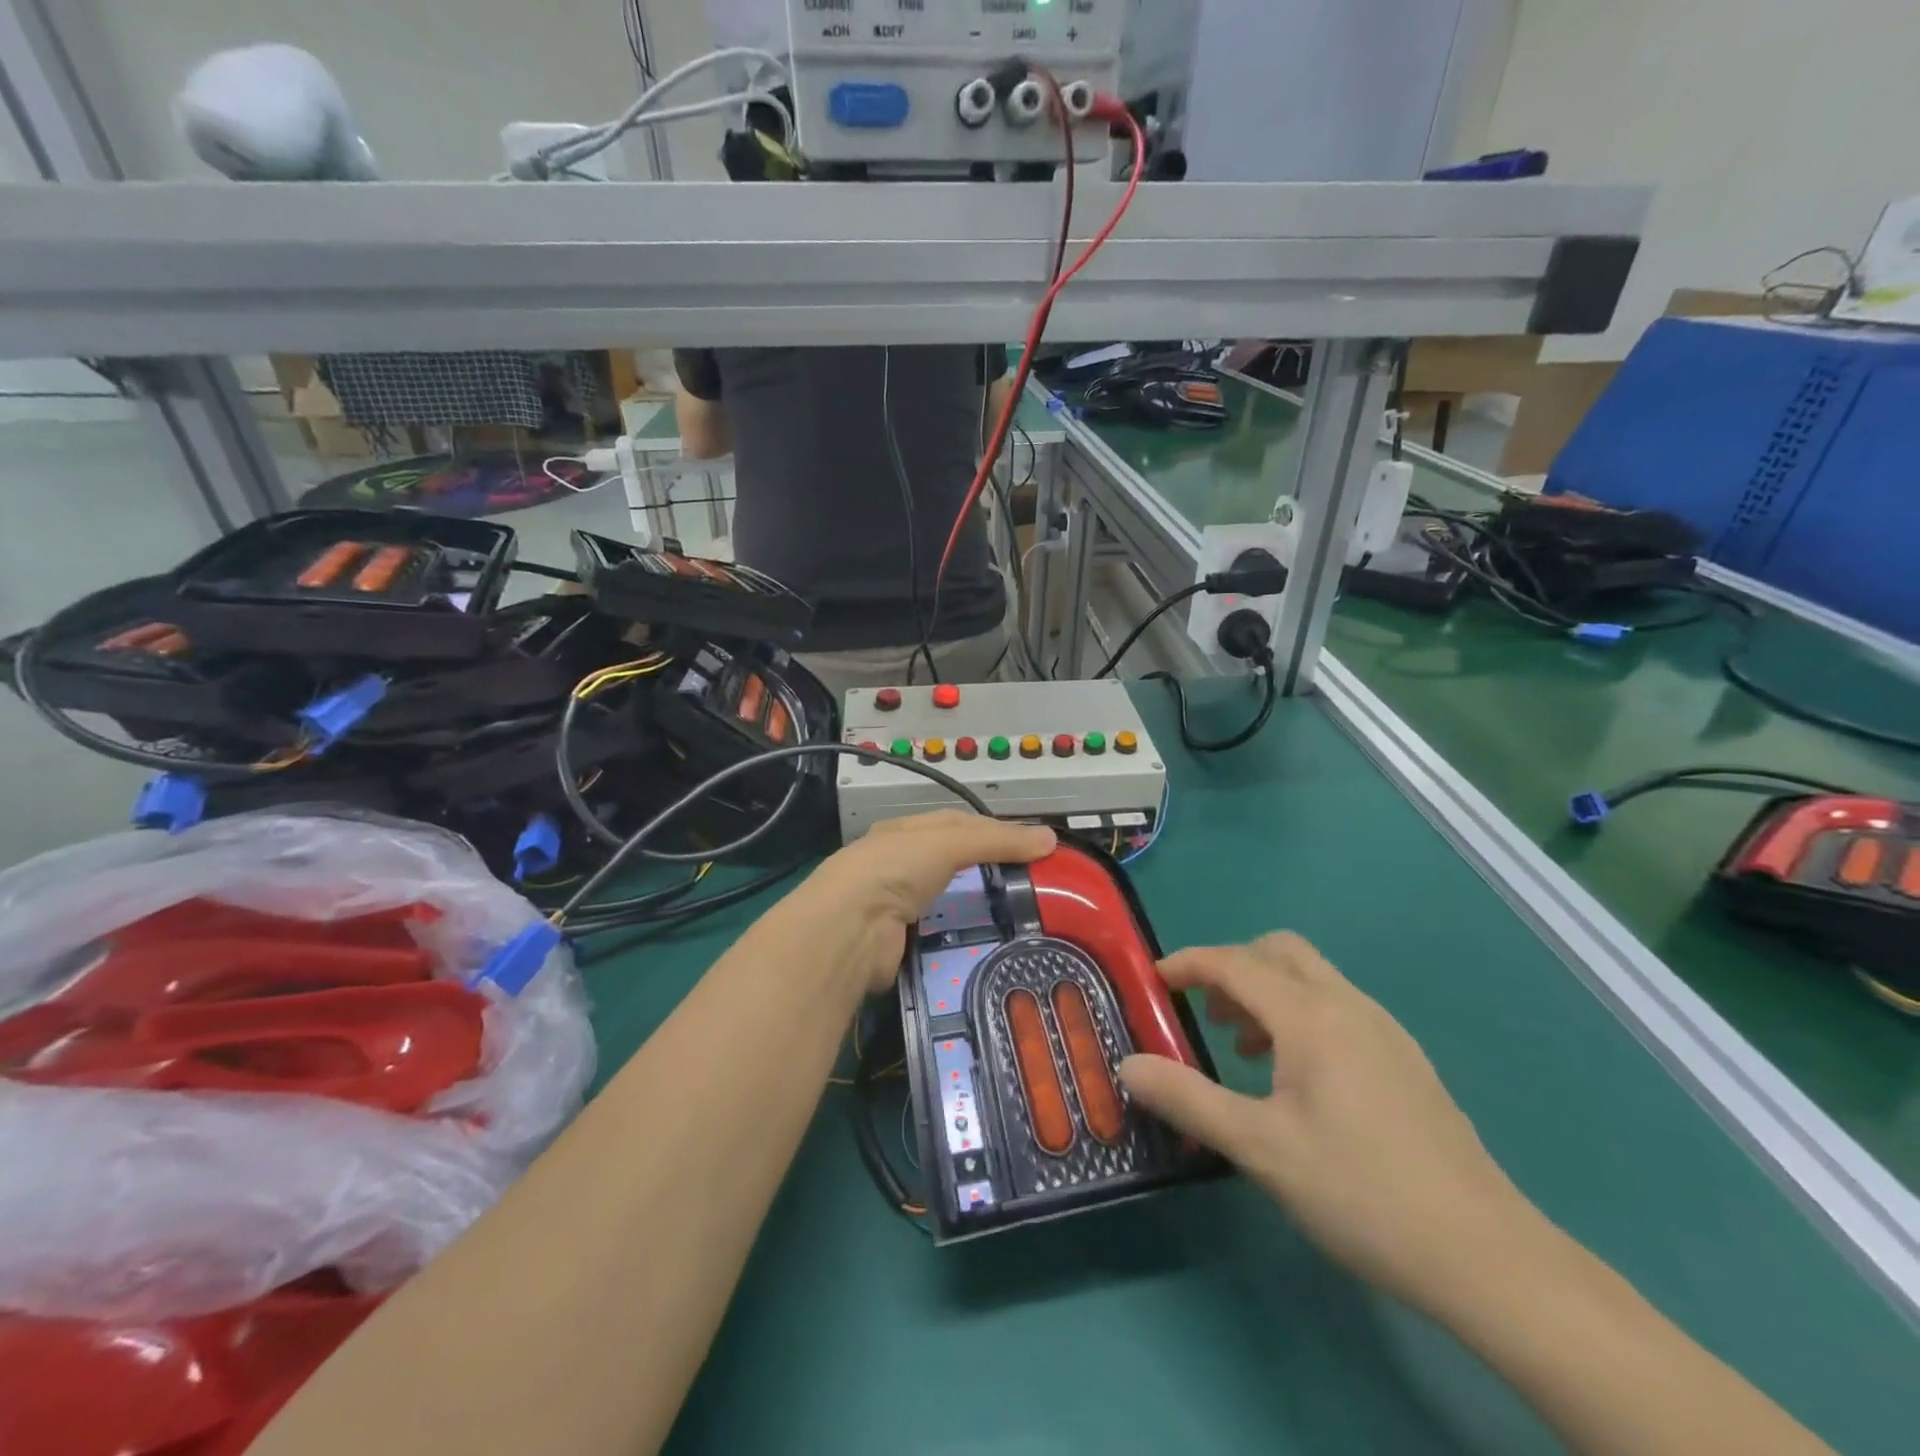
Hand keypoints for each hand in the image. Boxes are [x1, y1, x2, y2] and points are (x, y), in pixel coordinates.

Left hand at [802, 812, 1055, 991]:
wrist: (849, 928)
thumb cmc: (895, 868)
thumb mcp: (949, 842)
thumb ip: (997, 841)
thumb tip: (1051, 838)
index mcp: (905, 832)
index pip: (958, 824)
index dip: (995, 830)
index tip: (1033, 845)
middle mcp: (898, 865)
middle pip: (952, 863)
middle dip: (987, 871)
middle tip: (1032, 884)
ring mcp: (896, 905)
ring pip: (947, 902)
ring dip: (976, 907)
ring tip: (1020, 916)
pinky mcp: (900, 943)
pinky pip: (940, 936)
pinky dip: (962, 938)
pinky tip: (989, 942)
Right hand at [1118, 934, 1540, 1316]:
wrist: (1485, 1254)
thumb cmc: (1360, 1190)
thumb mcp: (1259, 1148)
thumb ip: (1188, 1098)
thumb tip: (1128, 1065)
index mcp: (1311, 1016)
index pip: (1235, 963)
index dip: (1189, 963)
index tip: (1153, 980)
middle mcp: (1348, 1005)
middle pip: (1279, 951)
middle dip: (1233, 967)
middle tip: (1205, 1012)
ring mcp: (1384, 1030)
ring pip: (1311, 979)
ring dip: (1266, 993)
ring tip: (1242, 1049)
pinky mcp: (1405, 1059)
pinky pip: (1337, 1008)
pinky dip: (1299, 1016)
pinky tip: (1295, 1079)